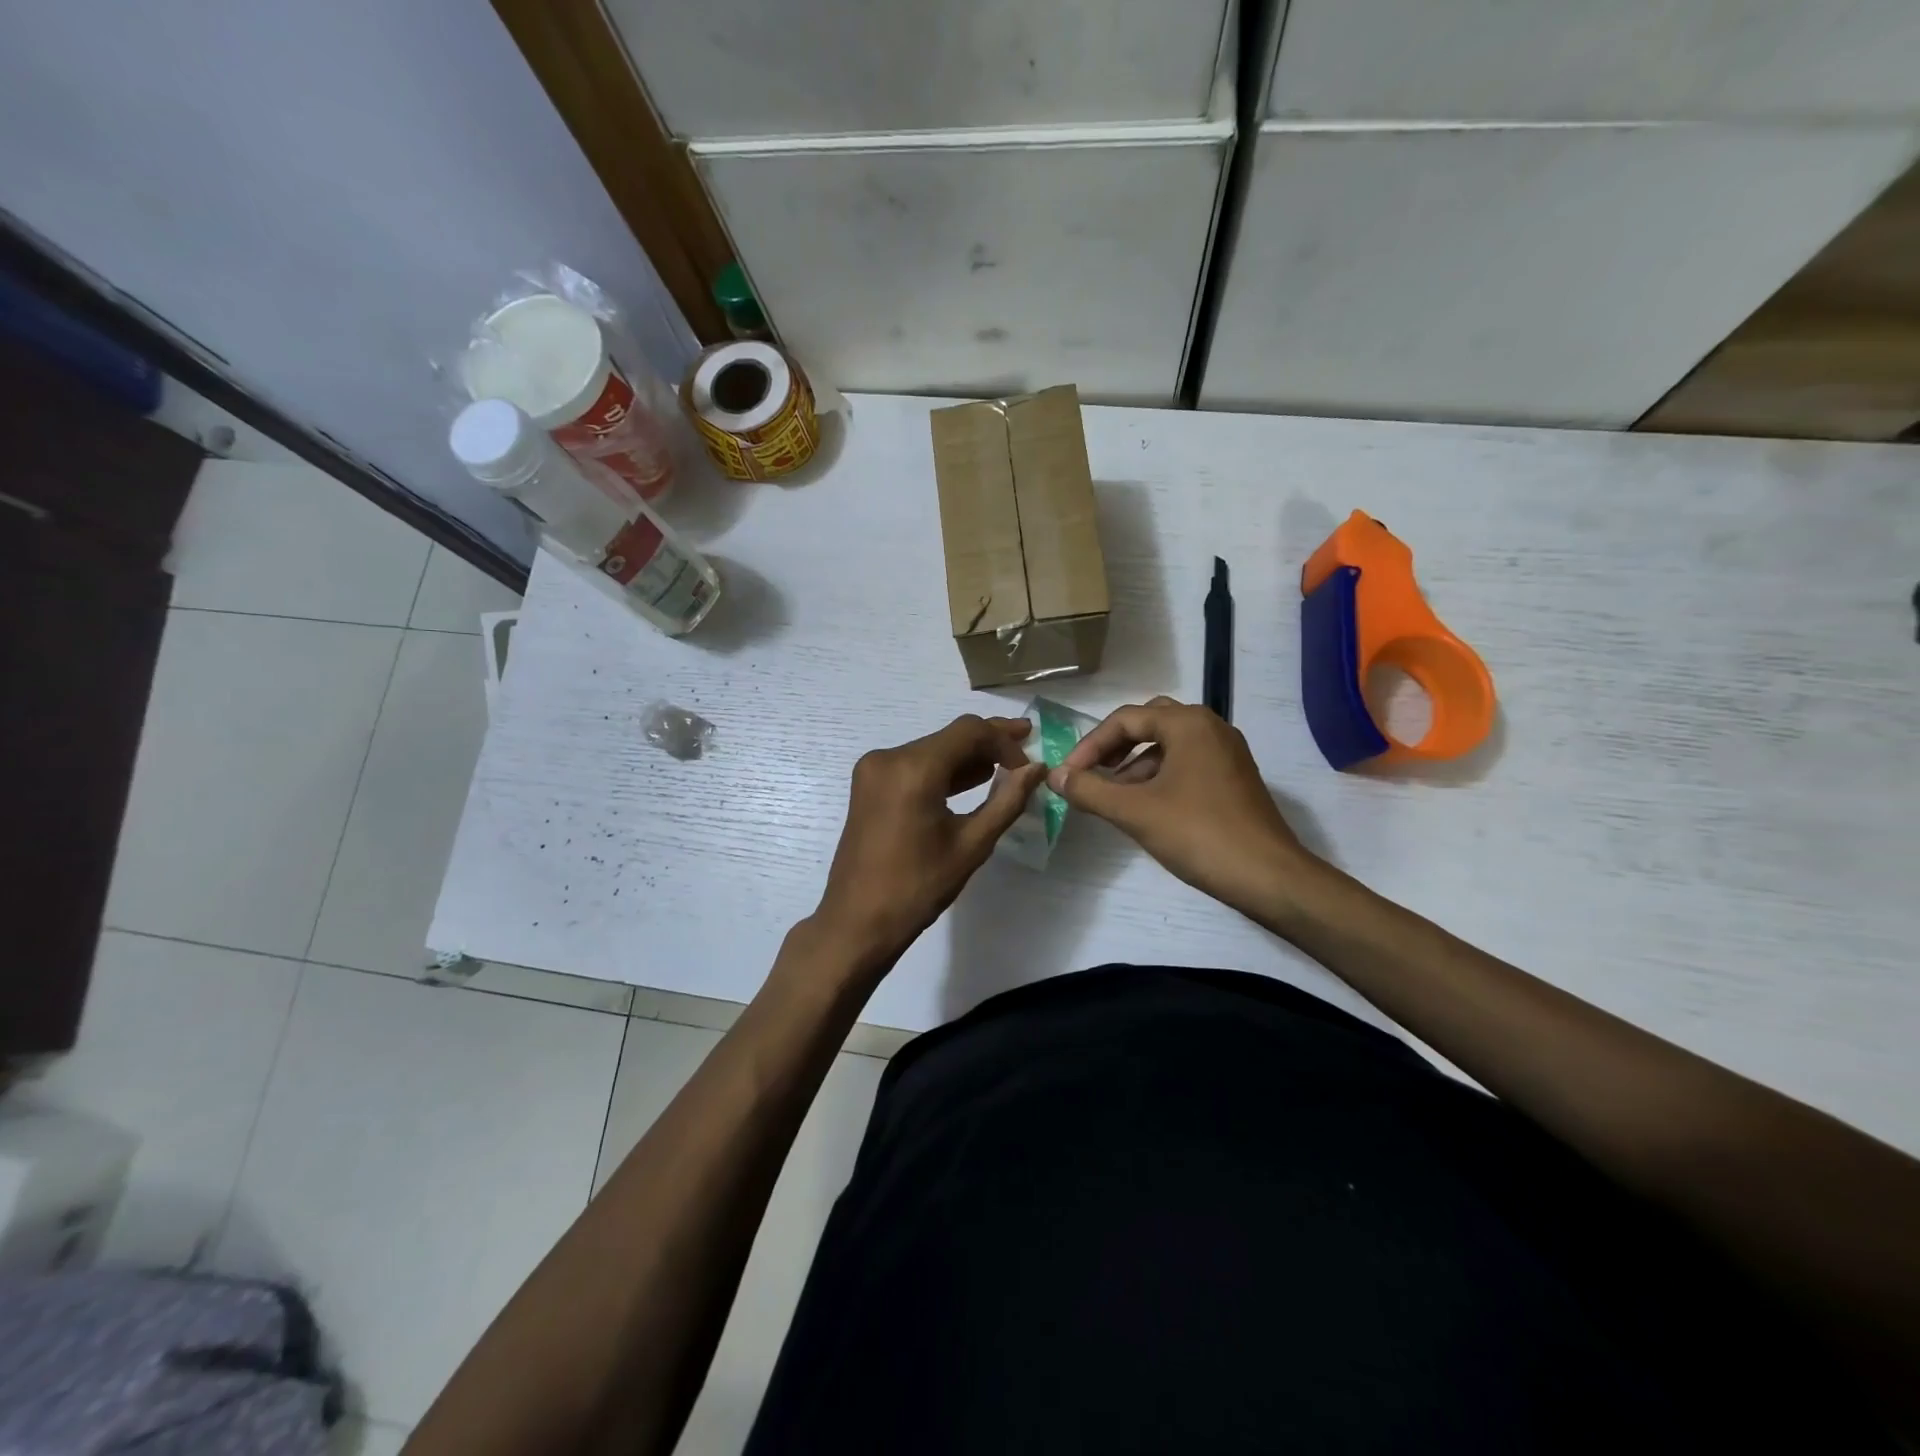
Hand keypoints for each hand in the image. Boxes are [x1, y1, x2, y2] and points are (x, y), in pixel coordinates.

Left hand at [813, 715, 1046, 971]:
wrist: (857, 921)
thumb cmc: (917, 888)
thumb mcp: (971, 845)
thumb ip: (1007, 800)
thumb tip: (1037, 768)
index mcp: (913, 769)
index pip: (969, 731)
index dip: (1004, 740)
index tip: (1028, 765)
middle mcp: (888, 757)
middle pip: (949, 736)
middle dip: (988, 743)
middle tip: (1026, 748)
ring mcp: (874, 769)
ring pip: (932, 749)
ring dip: (966, 756)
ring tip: (1006, 767)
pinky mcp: (869, 784)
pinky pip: (914, 765)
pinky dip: (942, 770)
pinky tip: (971, 780)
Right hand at [1050, 696, 1318, 916]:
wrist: (1269, 877)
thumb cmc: (1199, 834)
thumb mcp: (1135, 812)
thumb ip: (1090, 790)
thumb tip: (1054, 776)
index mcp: (1188, 724)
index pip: (1125, 720)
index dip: (1090, 745)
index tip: (1069, 776)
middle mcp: (1210, 728)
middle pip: (1149, 723)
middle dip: (1115, 747)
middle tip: (1092, 773)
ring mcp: (1227, 753)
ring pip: (1169, 745)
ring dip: (1136, 764)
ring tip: (1112, 797)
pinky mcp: (1235, 778)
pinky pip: (1187, 763)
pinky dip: (1160, 776)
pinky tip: (1146, 808)